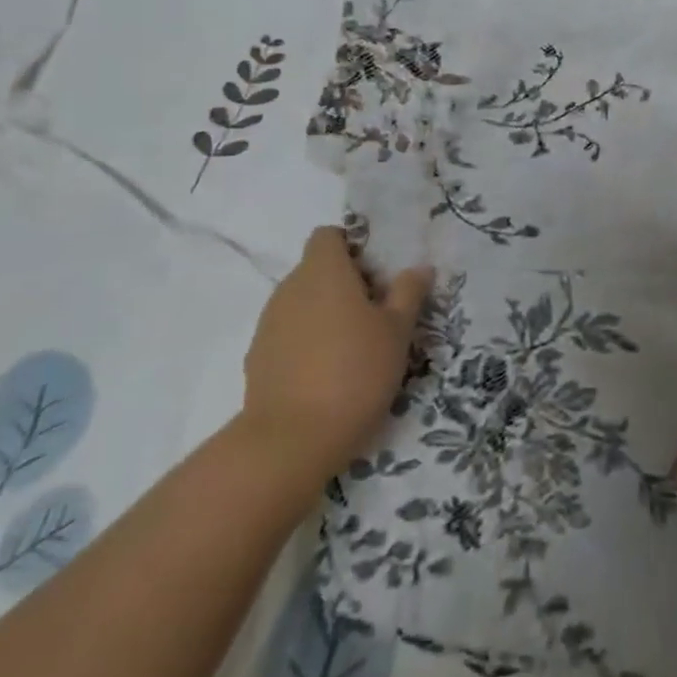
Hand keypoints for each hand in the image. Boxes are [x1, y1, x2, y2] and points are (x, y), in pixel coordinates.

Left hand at [236, 227, 432, 503]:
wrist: (292, 440)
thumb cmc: (355, 371)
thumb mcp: (397, 331)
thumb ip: (408, 293)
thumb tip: (418, 268)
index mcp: (323, 271)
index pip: (328, 235)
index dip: (351, 247)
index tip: (375, 274)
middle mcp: (290, 288)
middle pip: (316, 269)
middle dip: (344, 283)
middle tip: (376, 314)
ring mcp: (268, 324)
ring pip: (301, 303)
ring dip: (325, 314)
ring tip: (353, 348)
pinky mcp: (257, 358)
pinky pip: (287, 334)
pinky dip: (306, 343)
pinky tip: (326, 374)